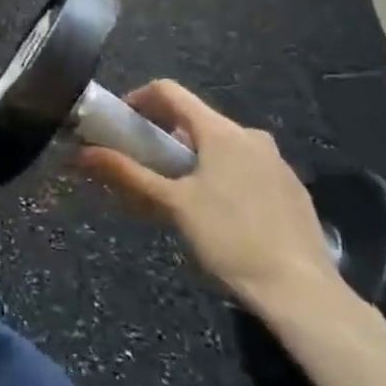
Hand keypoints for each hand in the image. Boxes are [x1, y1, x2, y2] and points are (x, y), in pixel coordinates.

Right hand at [77, 80, 347, 316]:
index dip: (138, 99)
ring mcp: (276, 162)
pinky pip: (245, 167)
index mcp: (222, 131)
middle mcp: (251, 136)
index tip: (119, 123)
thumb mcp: (173, 205)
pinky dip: (221, 175)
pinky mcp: (292, 189)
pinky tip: (217, 214)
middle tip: (142, 165)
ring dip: (192, 158)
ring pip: (221, 145)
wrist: (304, 294)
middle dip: (164, 135)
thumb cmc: (231, 239)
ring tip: (176, 193)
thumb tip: (81, 154)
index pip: (169, 92)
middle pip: (195, 119)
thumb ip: (128, 174)